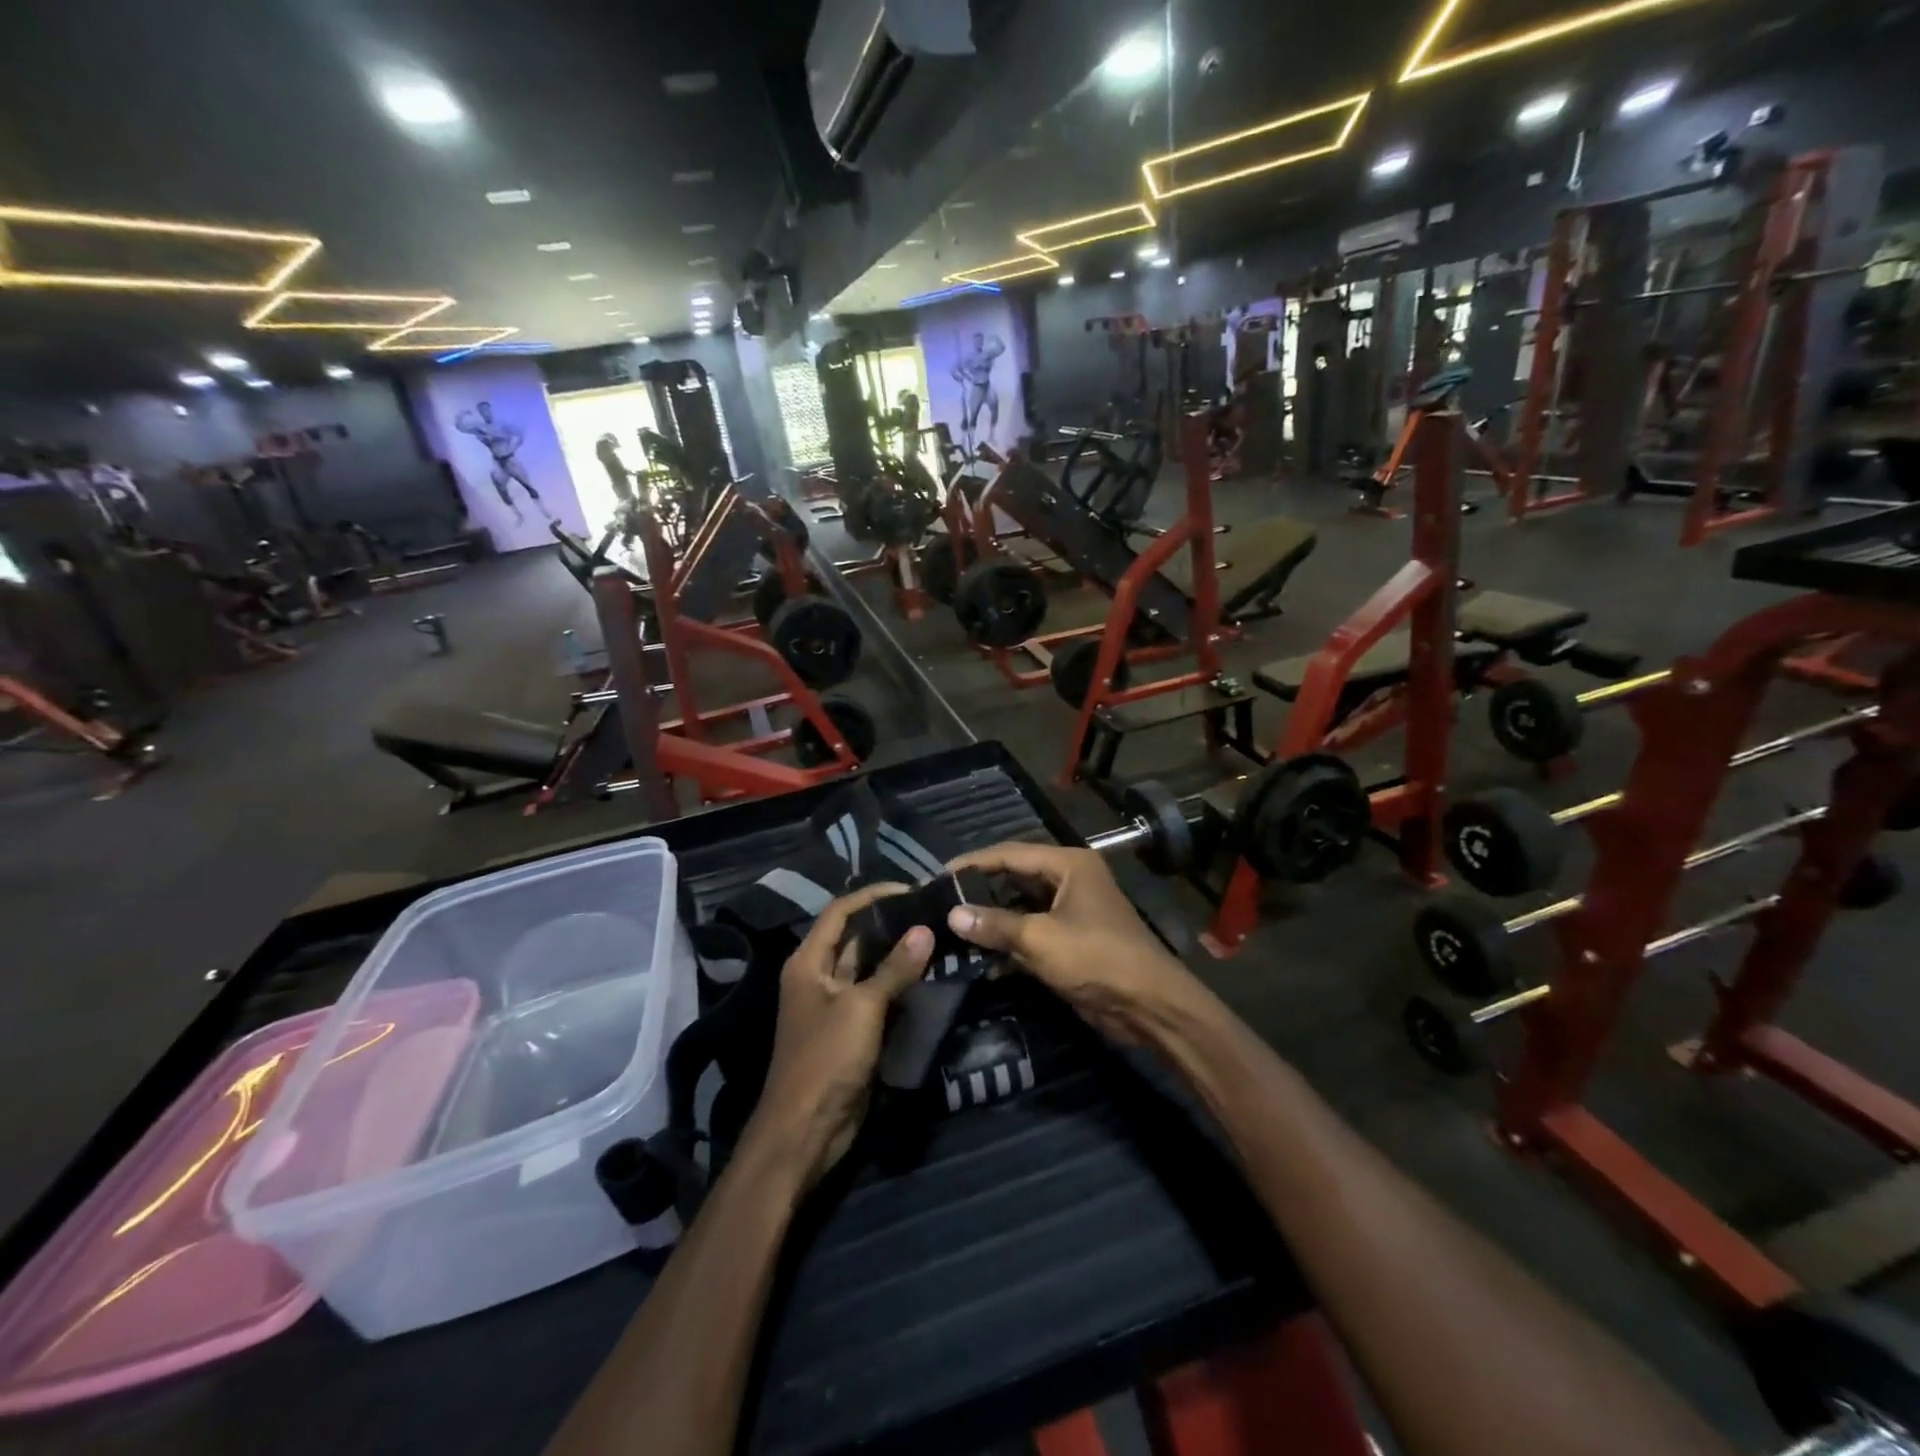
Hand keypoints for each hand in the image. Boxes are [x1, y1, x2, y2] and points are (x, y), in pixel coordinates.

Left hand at [744, 883, 933, 1189]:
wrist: (806, 1131)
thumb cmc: (826, 1059)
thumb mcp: (862, 1009)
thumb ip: (894, 969)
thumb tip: (924, 930)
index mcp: (808, 962)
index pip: (840, 912)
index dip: (872, 896)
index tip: (911, 890)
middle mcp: (819, 976)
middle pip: (855, 937)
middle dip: (889, 923)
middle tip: (931, 911)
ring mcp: (835, 1005)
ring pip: (869, 967)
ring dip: (897, 953)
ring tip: (936, 935)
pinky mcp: (851, 1030)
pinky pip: (877, 996)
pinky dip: (899, 984)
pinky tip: (928, 974)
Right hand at [945, 843, 1203, 1045]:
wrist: (1149, 1006)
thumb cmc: (1097, 958)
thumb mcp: (1040, 939)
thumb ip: (995, 924)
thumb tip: (953, 915)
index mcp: (1068, 865)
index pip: (1010, 853)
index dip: (973, 863)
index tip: (939, 875)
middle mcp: (1069, 880)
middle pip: (1015, 877)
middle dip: (980, 891)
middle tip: (942, 901)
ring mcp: (1071, 911)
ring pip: (1021, 907)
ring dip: (992, 919)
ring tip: (953, 927)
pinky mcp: (1070, 940)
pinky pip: (1031, 932)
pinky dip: (1009, 942)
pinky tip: (980, 957)